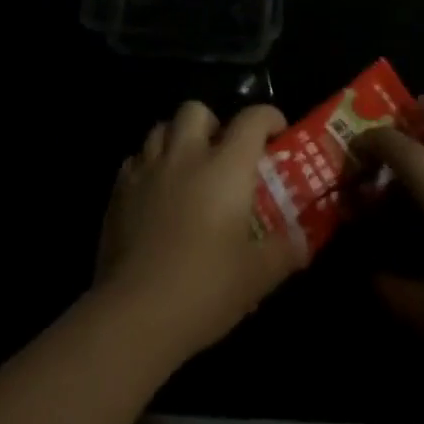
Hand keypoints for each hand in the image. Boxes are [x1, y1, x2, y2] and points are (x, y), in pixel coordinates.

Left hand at [95, 101, 305, 361]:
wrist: (135, 313)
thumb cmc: (204, 288)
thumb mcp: (256, 277)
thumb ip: (283, 252)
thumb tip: (304, 241)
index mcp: (225, 167)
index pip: (251, 120)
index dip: (268, 117)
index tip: (277, 131)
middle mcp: (186, 155)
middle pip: (196, 110)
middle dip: (211, 122)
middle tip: (221, 151)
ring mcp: (148, 170)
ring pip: (161, 128)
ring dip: (176, 139)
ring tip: (185, 167)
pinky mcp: (119, 191)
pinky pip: (135, 160)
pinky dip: (148, 167)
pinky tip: (154, 193)